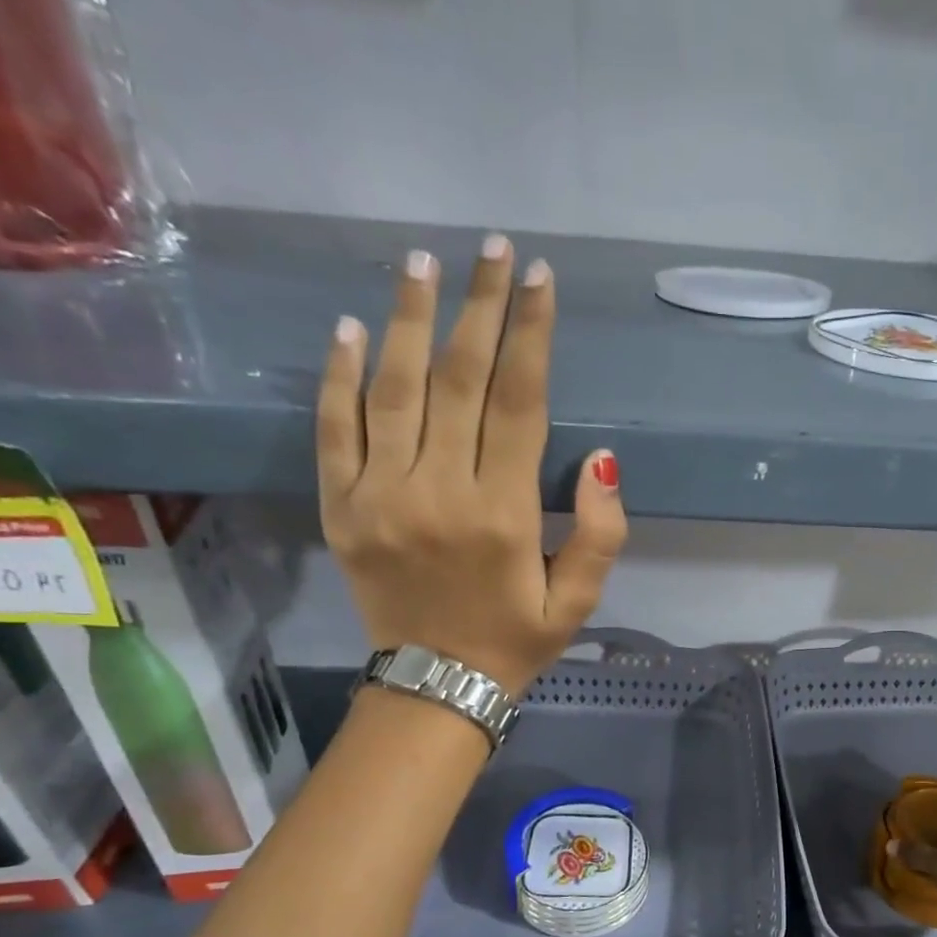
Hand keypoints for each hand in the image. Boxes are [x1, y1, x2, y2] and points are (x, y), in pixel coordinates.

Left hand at [317, 238, 626, 695]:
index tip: (538, 280)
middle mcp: (440, 492)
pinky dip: (340, 377)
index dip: (531, 336)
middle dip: (480, 307)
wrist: (435, 687)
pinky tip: (351, 329)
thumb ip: (600, 533)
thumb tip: (601, 459)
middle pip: (459, 380)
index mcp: (504, 514)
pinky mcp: (341, 508)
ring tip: (423, 262)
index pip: (518, 403)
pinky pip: (336, 431)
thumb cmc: (515, 641)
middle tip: (491, 249)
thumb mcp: (578, 601)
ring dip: (410, 320)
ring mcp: (381, 496)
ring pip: (395, 390)